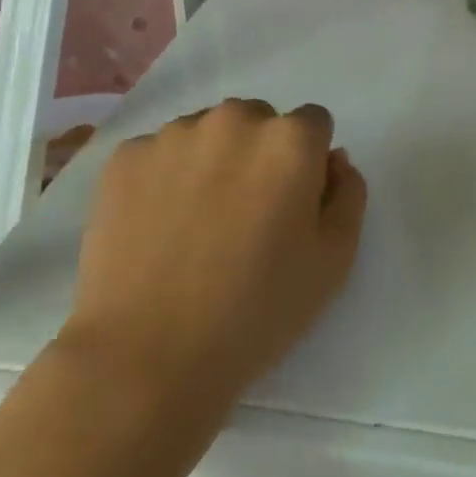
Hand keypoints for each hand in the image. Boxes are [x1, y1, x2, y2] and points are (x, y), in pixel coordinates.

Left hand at [61, 100, 366, 412]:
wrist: (146, 358)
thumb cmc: (254, 313)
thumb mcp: (333, 263)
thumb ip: (347, 195)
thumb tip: (333, 159)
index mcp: (289, 140)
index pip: (313, 124)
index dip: (307, 164)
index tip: (291, 206)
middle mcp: (234, 119)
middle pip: (258, 121)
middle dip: (259, 155)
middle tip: (244, 218)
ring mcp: (174, 133)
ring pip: (207, 133)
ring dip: (212, 161)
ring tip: (196, 226)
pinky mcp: (127, 155)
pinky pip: (159, 153)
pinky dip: (164, 177)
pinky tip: (157, 228)